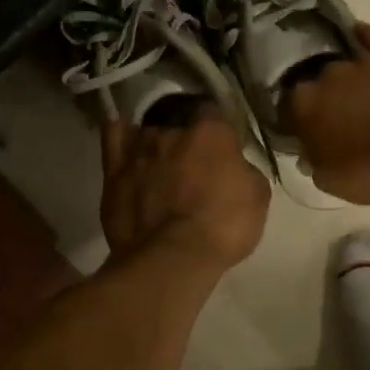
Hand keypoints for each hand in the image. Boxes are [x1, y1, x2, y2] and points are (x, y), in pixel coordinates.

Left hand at [100, 107, 269, 271]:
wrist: (172, 258)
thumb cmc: (223, 226)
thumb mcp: (257, 196)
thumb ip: (243, 169)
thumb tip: (232, 165)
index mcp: (210, 131)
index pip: (213, 111)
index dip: (217, 128)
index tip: (221, 145)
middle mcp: (171, 130)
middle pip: (179, 122)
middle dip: (186, 137)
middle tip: (193, 162)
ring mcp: (139, 149)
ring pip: (149, 132)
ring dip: (157, 143)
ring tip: (162, 162)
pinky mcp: (113, 171)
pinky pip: (113, 138)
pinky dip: (119, 132)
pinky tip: (121, 129)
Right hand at [284, 24, 369, 203]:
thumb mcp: (332, 181)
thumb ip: (313, 163)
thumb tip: (308, 154)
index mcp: (305, 106)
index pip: (286, 106)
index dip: (292, 119)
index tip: (299, 131)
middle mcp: (327, 76)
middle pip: (315, 82)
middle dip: (321, 96)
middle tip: (333, 116)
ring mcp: (361, 61)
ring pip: (342, 61)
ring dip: (342, 74)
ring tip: (351, 88)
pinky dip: (363, 37)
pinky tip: (358, 35)